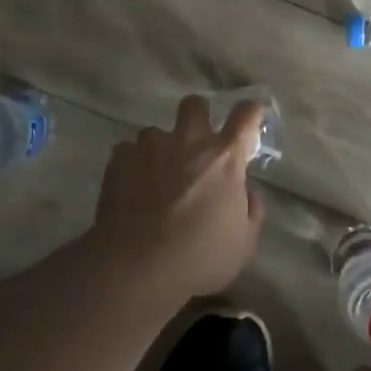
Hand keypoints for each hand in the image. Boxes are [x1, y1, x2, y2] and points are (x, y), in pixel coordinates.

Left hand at [90, 95, 265, 300]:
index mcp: (225, 157)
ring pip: (156, 132)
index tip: (250, 118)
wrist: (137, 265)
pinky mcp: (119, 160)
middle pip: (195, 104)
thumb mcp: (243, 244)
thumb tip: (248, 194)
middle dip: (198, 115)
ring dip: (160, 148)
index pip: (246, 115)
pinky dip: (132, 165)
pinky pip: (127, 152)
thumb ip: (251, 212)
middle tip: (197, 141)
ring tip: (156, 176)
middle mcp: (188, 141)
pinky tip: (131, 188)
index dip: (251, 112)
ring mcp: (150, 147)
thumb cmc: (200, 256)